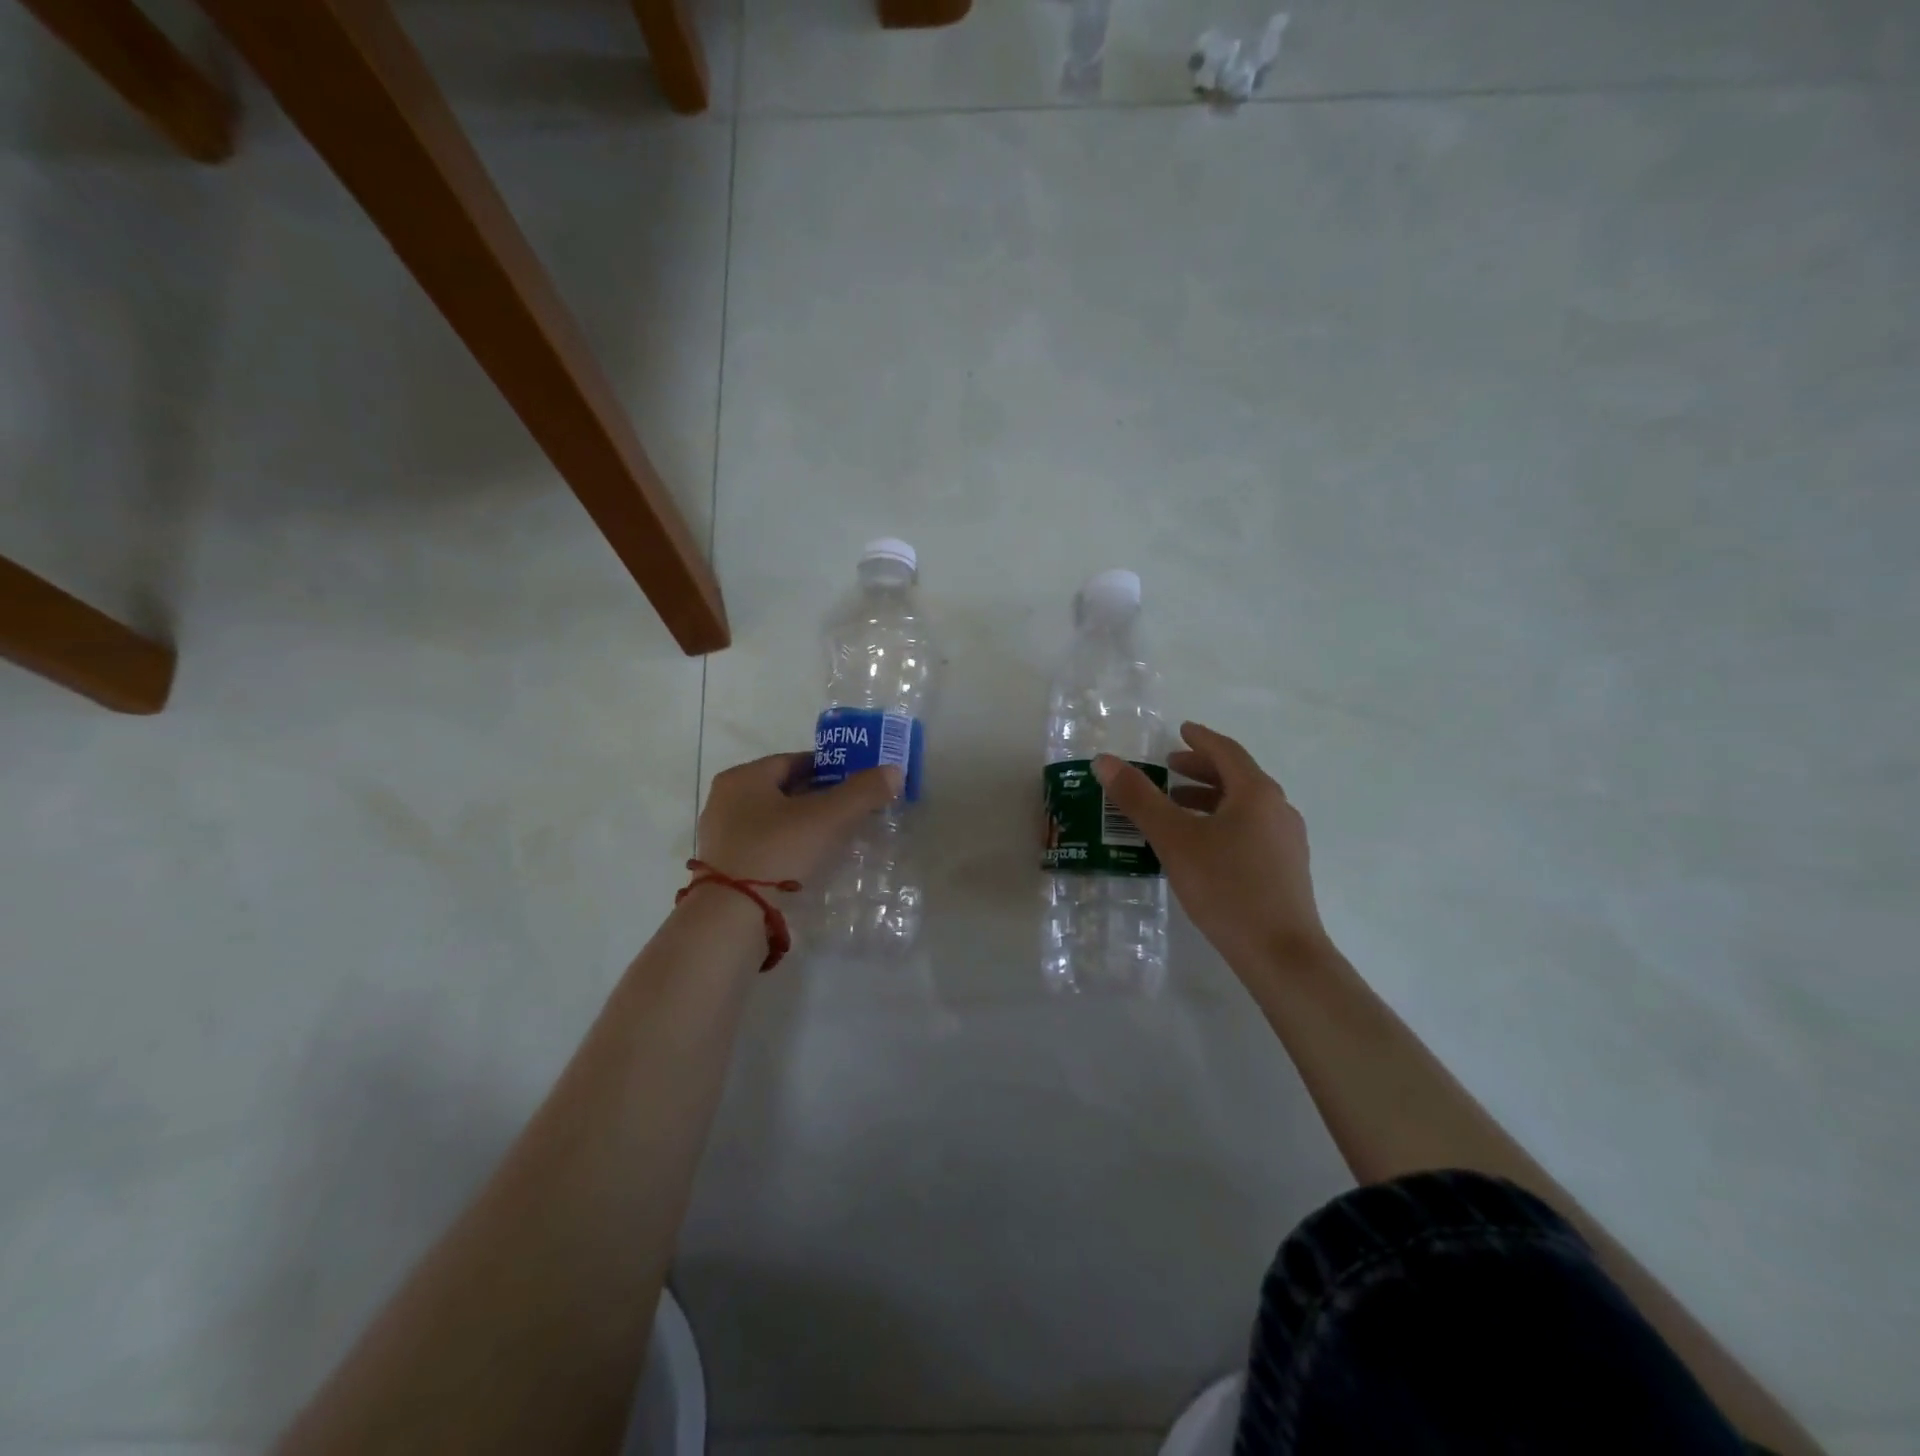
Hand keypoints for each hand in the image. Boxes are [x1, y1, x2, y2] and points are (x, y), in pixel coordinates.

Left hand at [695, 753, 901, 885]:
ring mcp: (721, 836)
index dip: (829, 769)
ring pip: (773, 820)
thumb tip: (894, 771)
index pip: (794, 761)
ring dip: (803, 826)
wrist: (732, 917)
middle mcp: (725, 800)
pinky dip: (787, 848)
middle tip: (851, 811)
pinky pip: (764, 846)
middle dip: (818, 798)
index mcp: (744, 777)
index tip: (856, 783)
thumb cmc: (778, 851)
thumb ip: (862, 791)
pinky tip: (808, 863)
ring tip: (835, 839)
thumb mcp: (828, 818)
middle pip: (783, 790)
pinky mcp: (724, 867)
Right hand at [1094, 722, 1331, 972]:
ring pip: (1244, 806)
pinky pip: (1250, 829)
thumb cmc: (1226, 887)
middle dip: (1201, 770)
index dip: (1200, 739)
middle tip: (1169, 768)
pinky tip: (1201, 846)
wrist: (1280, 953)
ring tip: (1177, 806)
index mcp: (1256, 793)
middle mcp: (1278, 809)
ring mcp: (1287, 840)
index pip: (1226, 752)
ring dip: (1210, 798)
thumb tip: (1105, 761)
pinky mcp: (1286, 869)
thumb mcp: (1174, 839)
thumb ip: (1139, 799)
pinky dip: (1223, 822)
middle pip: (1237, 777)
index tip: (1181, 731)